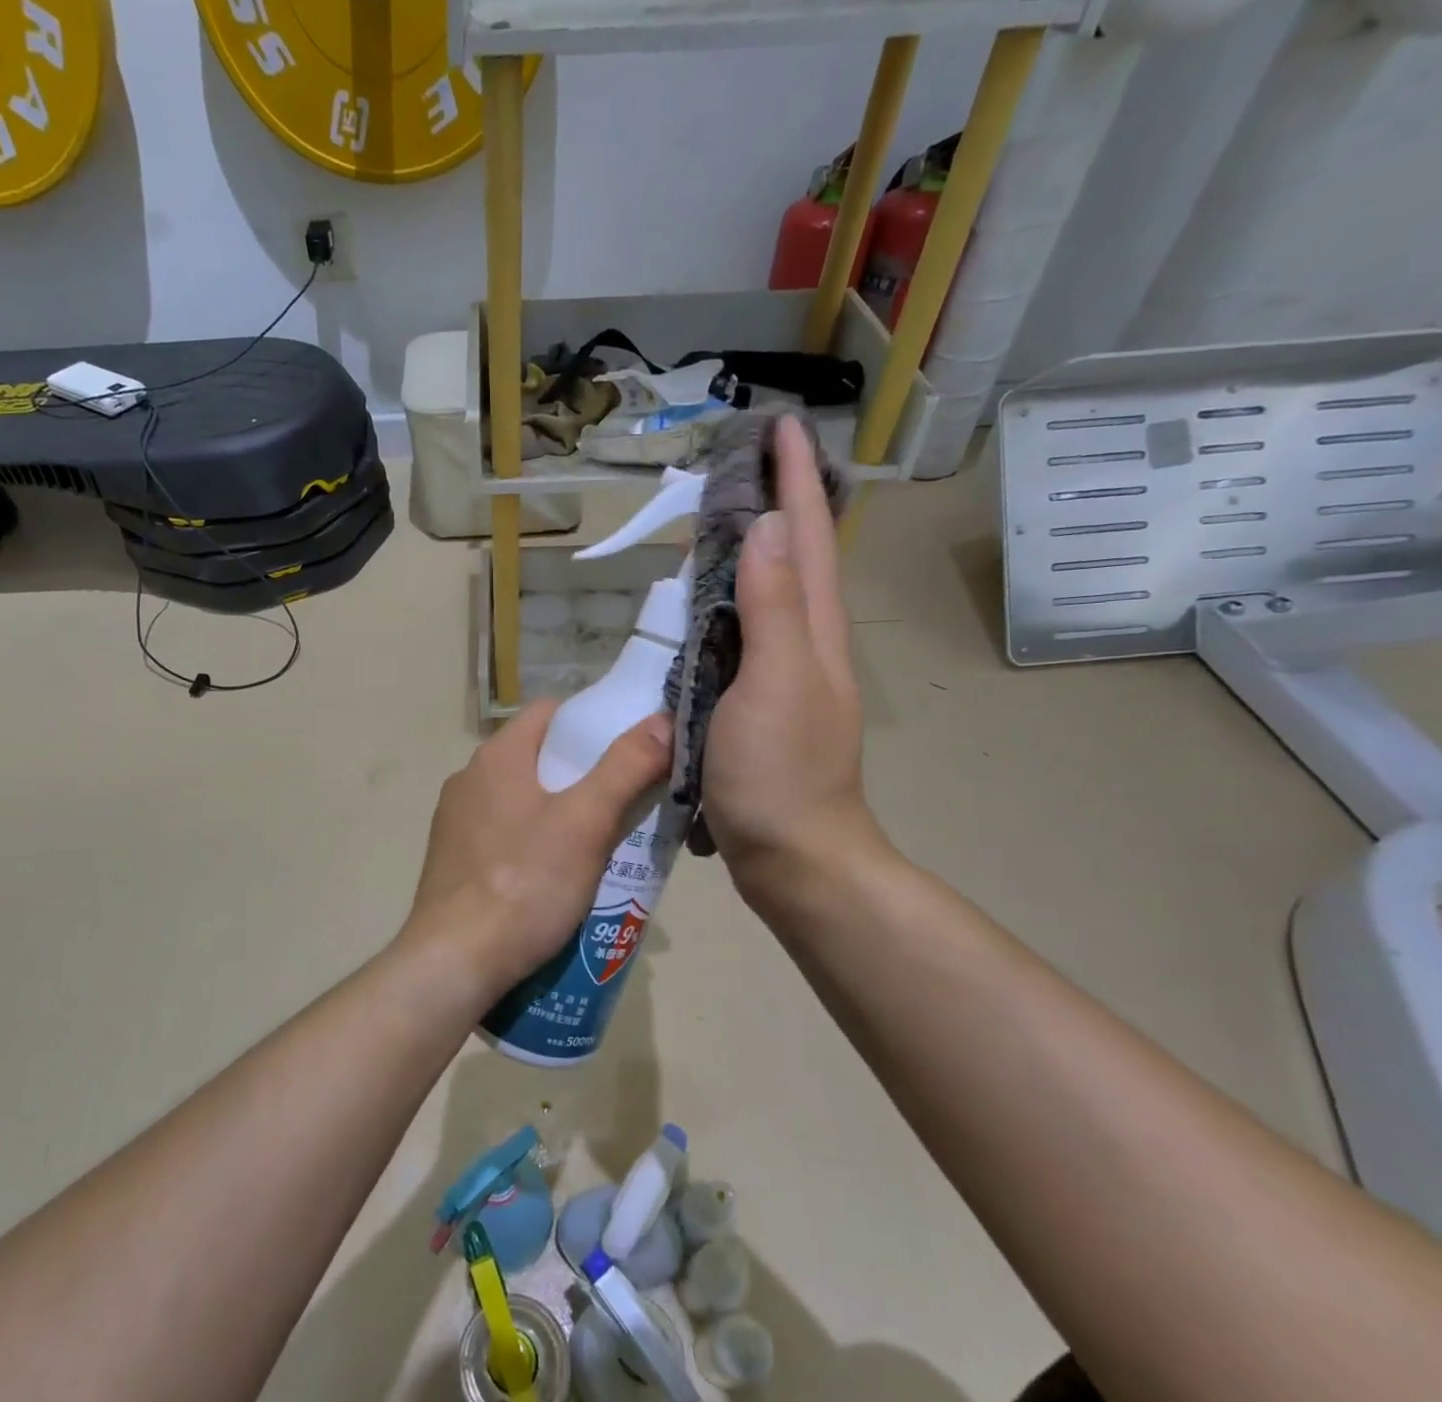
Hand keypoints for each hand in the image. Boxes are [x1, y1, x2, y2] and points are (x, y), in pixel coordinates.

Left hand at [405, 703, 669, 997]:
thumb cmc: (524, 884)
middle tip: (625, 804)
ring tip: (599, 845)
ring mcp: (455, 821)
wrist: (454, 961)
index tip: (630, 749)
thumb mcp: (586, 823)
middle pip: (538, 757)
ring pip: (522, 799)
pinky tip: (554, 877)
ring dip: (559, 812)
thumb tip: (662, 718)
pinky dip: (533, 842)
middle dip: (583, 775)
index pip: (551, 712)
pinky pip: (504, 834)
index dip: (592, 722)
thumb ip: (626, 767)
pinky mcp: (452, 859)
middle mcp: (469, 778)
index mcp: (497, 756)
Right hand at [701, 414, 884, 907]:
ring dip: (755, 546)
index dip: (796, 478)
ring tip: (723, 513)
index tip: (779, 425)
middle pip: (797, 556)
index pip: (809, 536)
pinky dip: (731, 600)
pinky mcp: (759, 703)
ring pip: (772, 592)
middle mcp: (805, 643)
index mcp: (814, 631)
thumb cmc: (781, 774)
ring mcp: (784, 675)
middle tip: (744, 460)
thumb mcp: (774, 685)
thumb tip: (769, 525)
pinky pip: (746, 633)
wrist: (794, 856)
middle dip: (779, 500)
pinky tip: (709, 601)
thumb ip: (773, 606)